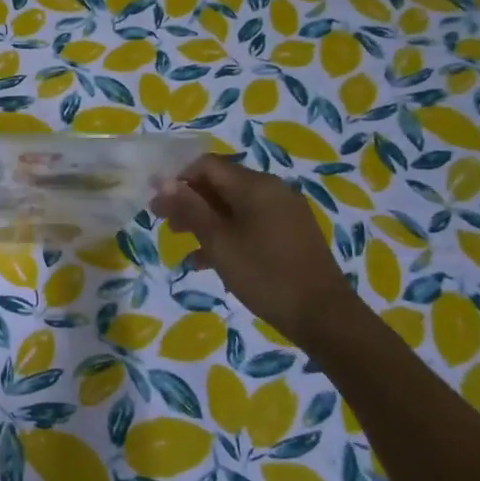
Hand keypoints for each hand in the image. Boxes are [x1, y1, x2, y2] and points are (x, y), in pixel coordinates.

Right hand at [151, 155, 355, 340]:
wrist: (322, 315)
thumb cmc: (264, 274)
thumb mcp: (218, 241)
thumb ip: (190, 208)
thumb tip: (164, 182)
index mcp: (255, 185)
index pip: (207, 165)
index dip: (177, 178)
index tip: (156, 202)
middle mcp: (272, 190)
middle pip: (221, 183)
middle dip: (190, 200)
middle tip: (165, 223)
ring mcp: (284, 212)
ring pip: (234, 205)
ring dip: (205, 219)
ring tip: (182, 241)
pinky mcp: (290, 234)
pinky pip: (250, 223)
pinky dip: (227, 234)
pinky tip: (208, 261)